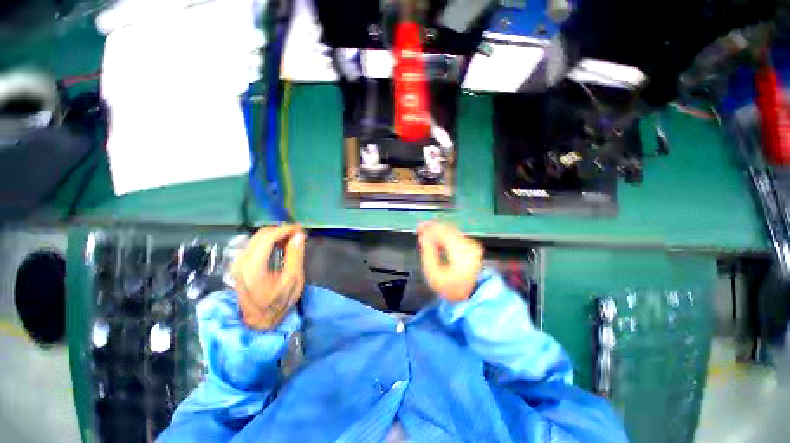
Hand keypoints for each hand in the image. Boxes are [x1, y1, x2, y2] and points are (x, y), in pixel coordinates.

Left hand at [231, 225, 305, 329]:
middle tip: (298, 233)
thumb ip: (295, 256)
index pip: (267, 239)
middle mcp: (241, 262)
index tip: (300, 228)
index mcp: (253, 268)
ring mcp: (238, 263)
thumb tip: (299, 235)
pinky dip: (269, 241)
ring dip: (275, 235)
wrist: (258, 322)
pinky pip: (255, 245)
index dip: (284, 230)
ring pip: (257, 238)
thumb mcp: (293, 280)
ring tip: (292, 238)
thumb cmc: (278, 303)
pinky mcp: (240, 265)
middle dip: (281, 230)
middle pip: (260, 236)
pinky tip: (281, 245)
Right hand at [418, 222, 482, 301]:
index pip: (443, 233)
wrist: (471, 295)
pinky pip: (455, 235)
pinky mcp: (472, 246)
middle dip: (433, 227)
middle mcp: (468, 245)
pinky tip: (436, 237)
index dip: (429, 228)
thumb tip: (423, 237)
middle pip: (448, 229)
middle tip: (420, 228)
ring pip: (452, 231)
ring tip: (426, 232)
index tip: (418, 228)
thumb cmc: (450, 287)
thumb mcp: (434, 274)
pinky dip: (445, 234)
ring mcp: (471, 245)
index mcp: (459, 251)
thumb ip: (428, 253)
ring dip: (438, 230)